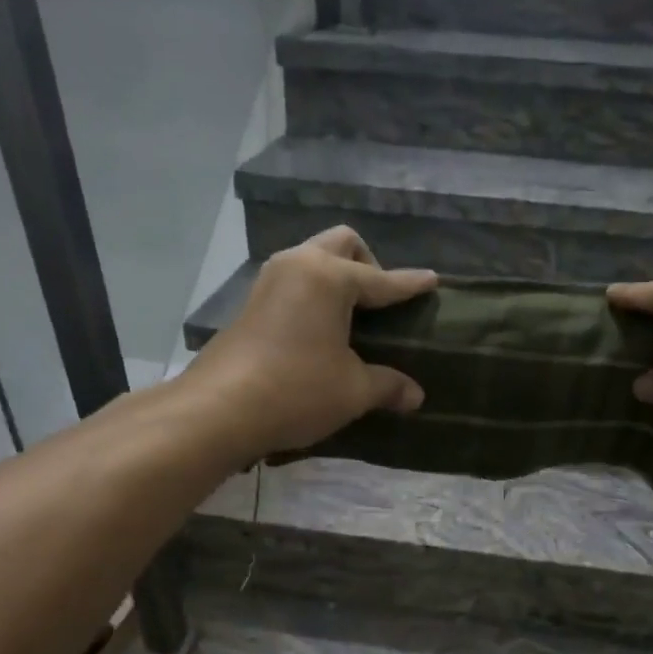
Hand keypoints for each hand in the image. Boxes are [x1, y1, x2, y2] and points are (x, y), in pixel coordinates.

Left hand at [182, 226, 437, 461]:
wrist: (220, 409)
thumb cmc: (297, 390)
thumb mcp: (353, 391)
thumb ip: (388, 386)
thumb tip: (416, 397)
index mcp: (329, 277)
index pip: (382, 279)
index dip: (409, 284)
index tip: (432, 281)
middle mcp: (298, 265)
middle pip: (342, 244)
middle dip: (369, 263)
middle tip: (381, 301)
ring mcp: (269, 281)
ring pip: (313, 258)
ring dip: (337, 275)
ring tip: (353, 314)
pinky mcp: (251, 303)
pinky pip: (294, 281)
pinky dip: (315, 293)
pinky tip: (320, 328)